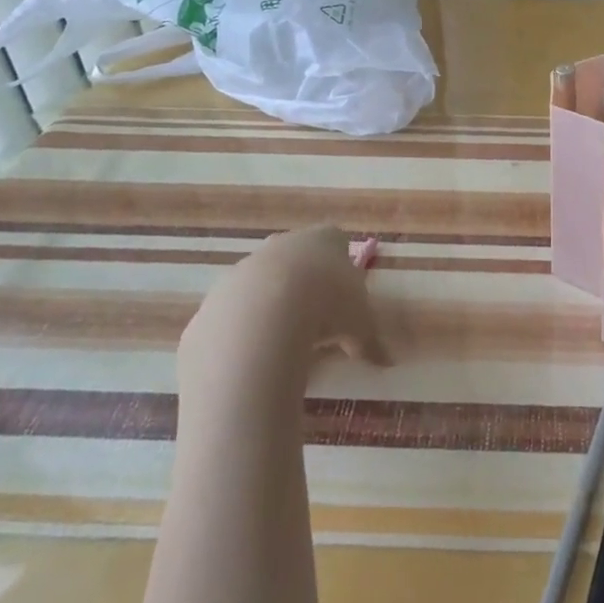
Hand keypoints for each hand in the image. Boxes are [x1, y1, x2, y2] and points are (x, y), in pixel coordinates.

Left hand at [178, 226, 386, 421]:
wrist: (260, 319)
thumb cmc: (327, 307)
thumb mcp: (361, 326)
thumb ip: (371, 342)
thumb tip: (387, 362)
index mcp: (324, 241)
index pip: (336, 240)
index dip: (342, 264)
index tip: (346, 293)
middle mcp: (284, 244)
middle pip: (297, 257)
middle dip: (306, 282)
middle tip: (319, 317)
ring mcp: (246, 267)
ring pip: (263, 282)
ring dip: (274, 305)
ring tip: (287, 341)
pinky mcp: (217, 297)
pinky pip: (235, 312)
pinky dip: (246, 330)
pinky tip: (257, 354)